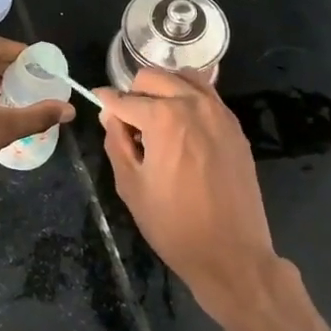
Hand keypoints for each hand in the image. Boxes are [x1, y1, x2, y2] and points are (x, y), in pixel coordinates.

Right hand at [97, 69, 330, 330]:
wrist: (231, 253)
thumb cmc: (173, 225)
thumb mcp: (131, 186)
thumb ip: (116, 142)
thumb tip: (110, 115)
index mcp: (163, 118)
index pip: (123, 98)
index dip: (104, 102)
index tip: (95, 105)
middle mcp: (193, 105)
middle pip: (153, 77)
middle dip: (134, 92)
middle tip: (127, 121)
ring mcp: (219, 113)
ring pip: (183, 78)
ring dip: (163, 89)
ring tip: (154, 117)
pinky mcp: (235, 127)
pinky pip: (207, 95)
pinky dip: (188, 98)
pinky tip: (180, 124)